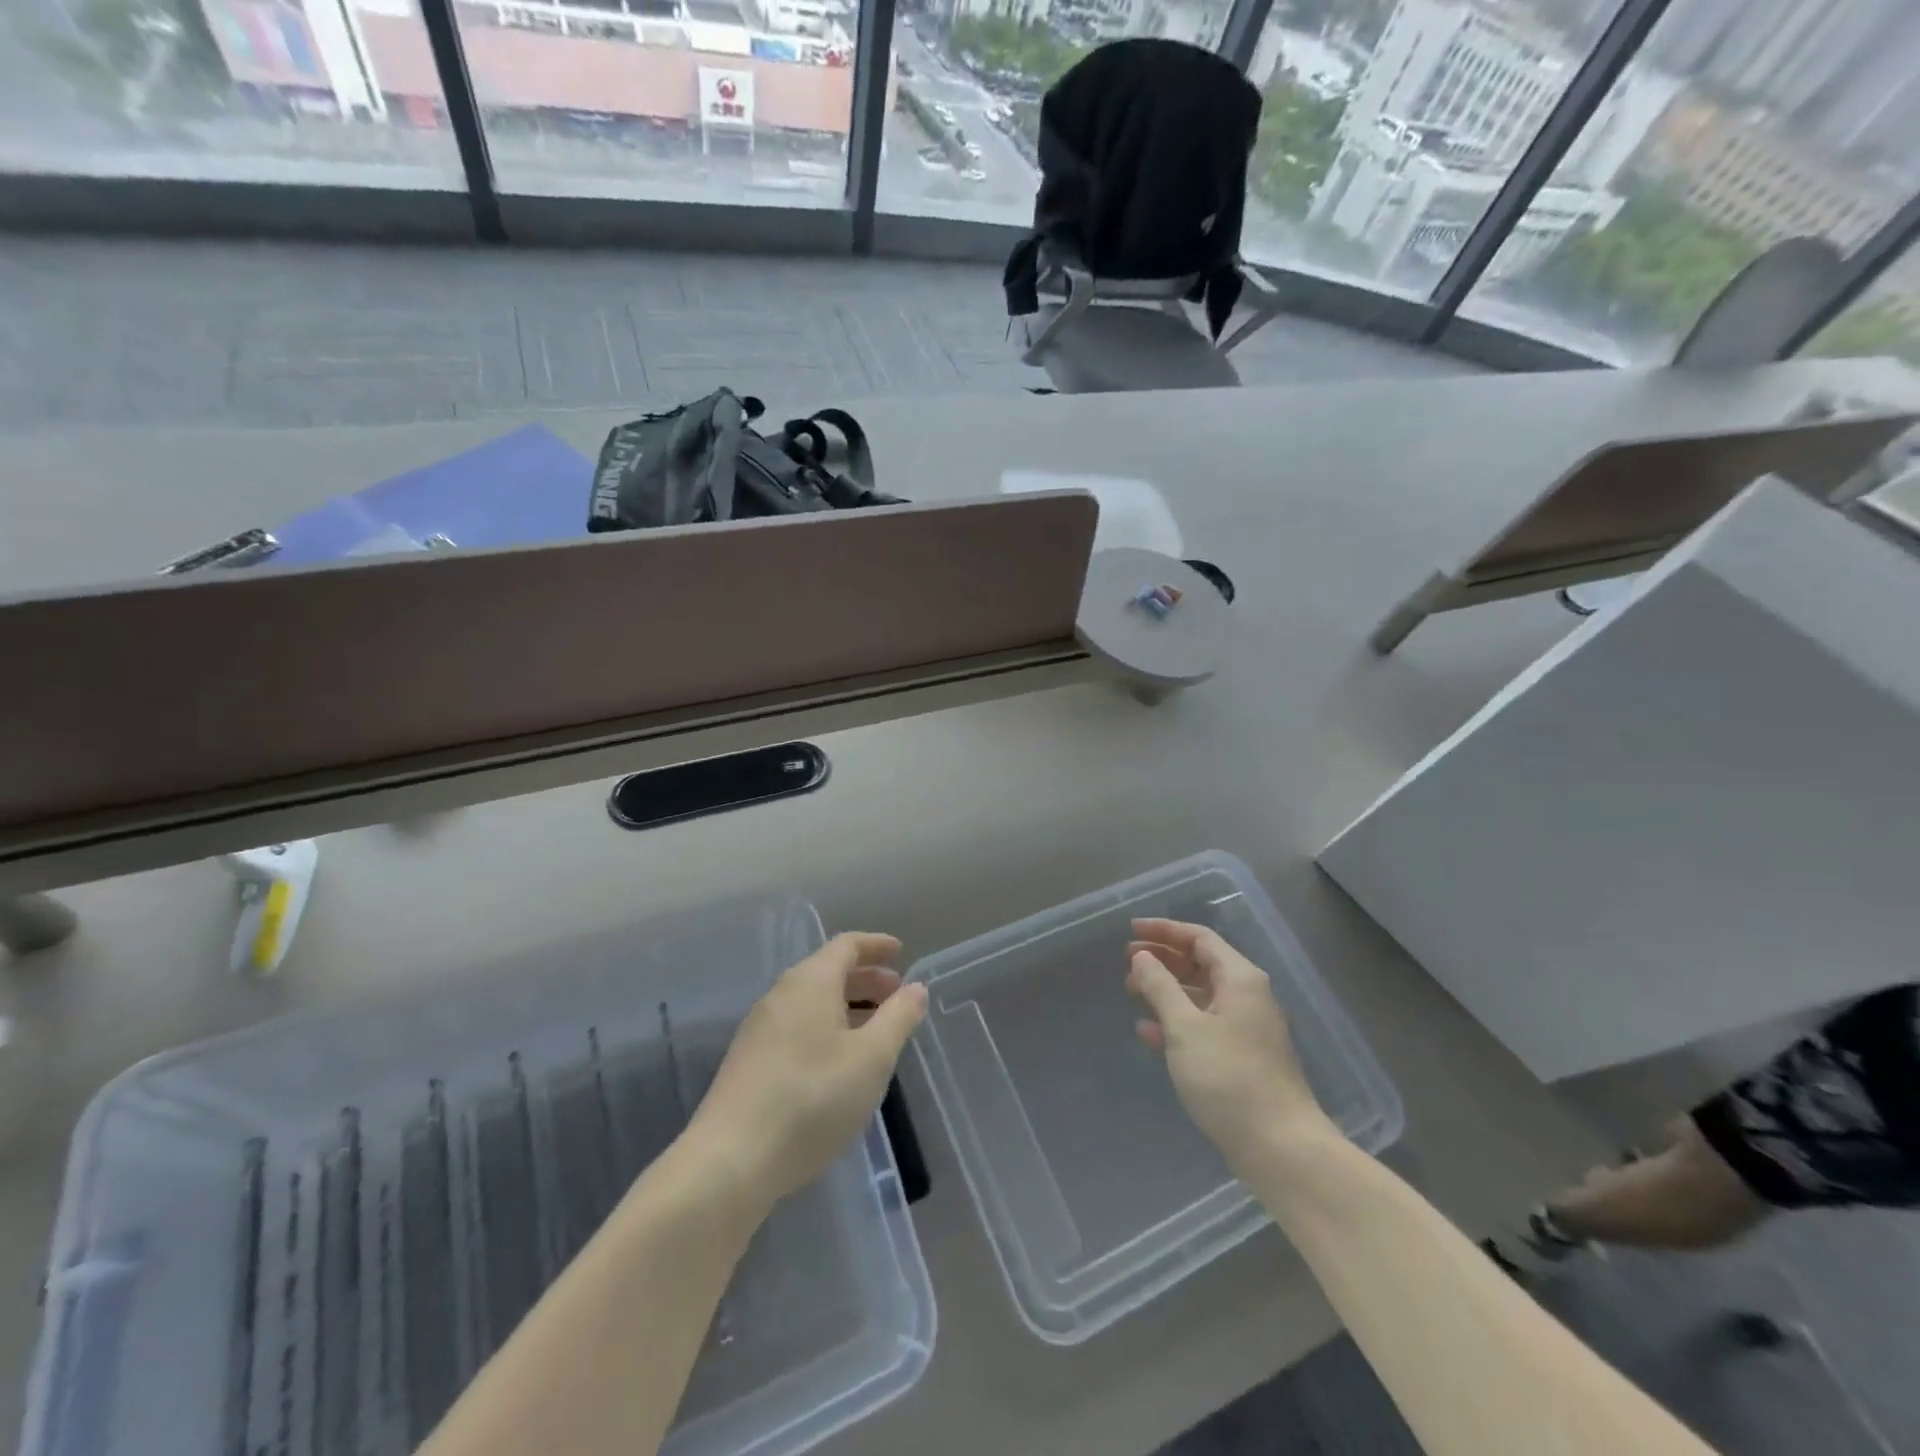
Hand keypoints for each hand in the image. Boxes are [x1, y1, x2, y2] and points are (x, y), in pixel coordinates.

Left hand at [688, 932, 926, 1211]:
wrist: (730, 1161)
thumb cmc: (811, 1099)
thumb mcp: (871, 1058)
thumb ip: (898, 1018)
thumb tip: (915, 988)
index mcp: (810, 982)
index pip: (846, 945)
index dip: (875, 945)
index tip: (900, 952)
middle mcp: (781, 995)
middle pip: (828, 972)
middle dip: (865, 979)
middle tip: (896, 995)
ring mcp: (760, 1029)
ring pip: (812, 1002)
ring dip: (847, 1007)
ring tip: (875, 1031)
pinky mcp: (749, 1062)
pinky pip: (797, 1027)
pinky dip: (826, 1029)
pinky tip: (839, 1064)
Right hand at [1127, 917, 1333, 1170]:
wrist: (1279, 1147)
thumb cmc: (1228, 1077)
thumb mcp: (1185, 1027)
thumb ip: (1160, 987)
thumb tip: (1142, 957)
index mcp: (1240, 978)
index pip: (1199, 938)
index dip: (1164, 930)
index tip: (1131, 931)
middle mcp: (1247, 996)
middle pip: (1201, 963)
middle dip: (1163, 959)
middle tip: (1127, 962)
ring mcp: (1246, 1028)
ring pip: (1200, 995)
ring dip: (1166, 990)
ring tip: (1132, 993)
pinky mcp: (1241, 1057)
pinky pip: (1204, 1024)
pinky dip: (1176, 1021)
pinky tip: (1148, 1033)